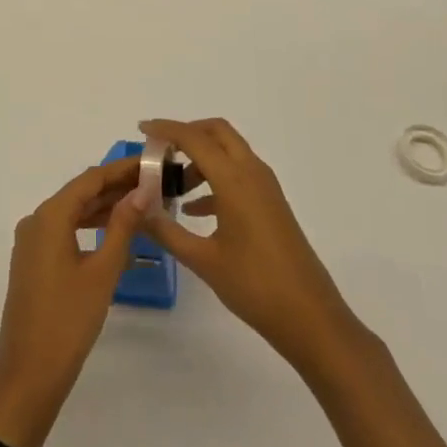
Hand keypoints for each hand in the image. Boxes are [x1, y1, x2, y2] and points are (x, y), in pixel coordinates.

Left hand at [0, 157, 146, 446]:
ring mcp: (32, 242)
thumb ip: (122, 227)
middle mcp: (36, 220)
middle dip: (116, 187)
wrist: (28, 376)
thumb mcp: (102, 272)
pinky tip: (115, 233)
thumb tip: (141, 191)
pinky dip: (89, 226)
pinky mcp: (33, 261)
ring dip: (104, 207)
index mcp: (50, 216)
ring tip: (141, 204)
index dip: (121, 169)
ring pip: (73, 212)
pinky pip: (65, 231)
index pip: (90, 179)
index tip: (150, 162)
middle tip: (153, 183)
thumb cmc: (68, 321)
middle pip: (81, 192)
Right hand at [139, 118, 363, 377]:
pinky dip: (214, 179)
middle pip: (217, 132)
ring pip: (229, 152)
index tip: (142, 129)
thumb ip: (166, 231)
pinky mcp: (271, 203)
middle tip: (160, 152)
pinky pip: (238, 174)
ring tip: (173, 187)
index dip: (166, 129)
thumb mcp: (203, 260)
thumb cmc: (255, 286)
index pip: (194, 138)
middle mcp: (251, 173)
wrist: (310, 317)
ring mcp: (265, 187)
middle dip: (187, 134)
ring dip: (200, 158)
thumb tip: (136, 210)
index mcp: (234, 180)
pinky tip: (194, 210)